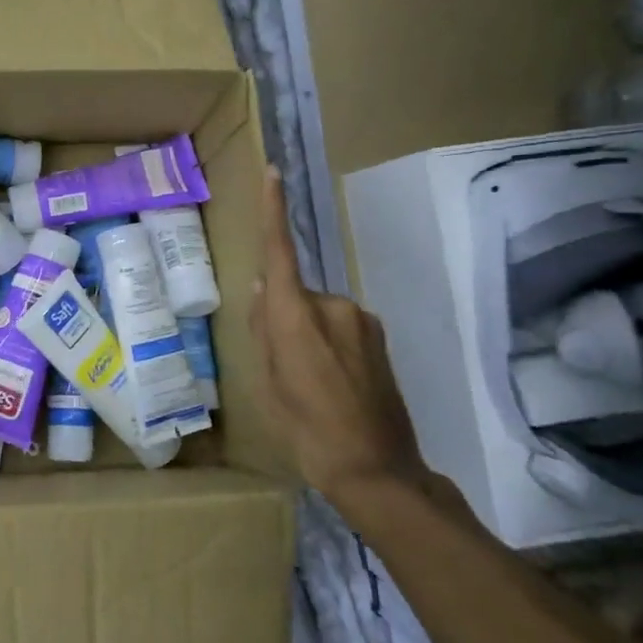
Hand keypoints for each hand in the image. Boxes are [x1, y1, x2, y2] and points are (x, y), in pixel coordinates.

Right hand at [250, 165, 424, 501]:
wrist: (378, 470)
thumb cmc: (307, 431)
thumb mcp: (268, 385)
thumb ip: (263, 331)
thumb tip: (263, 289)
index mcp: (295, 316)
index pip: (280, 252)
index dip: (273, 210)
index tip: (273, 172)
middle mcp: (332, 306)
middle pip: (295, 294)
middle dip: (284, 316)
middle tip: (284, 368)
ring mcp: (361, 320)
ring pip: (319, 313)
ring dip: (309, 334)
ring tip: (313, 385)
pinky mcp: (379, 337)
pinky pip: (341, 328)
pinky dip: (331, 346)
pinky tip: (335, 386)